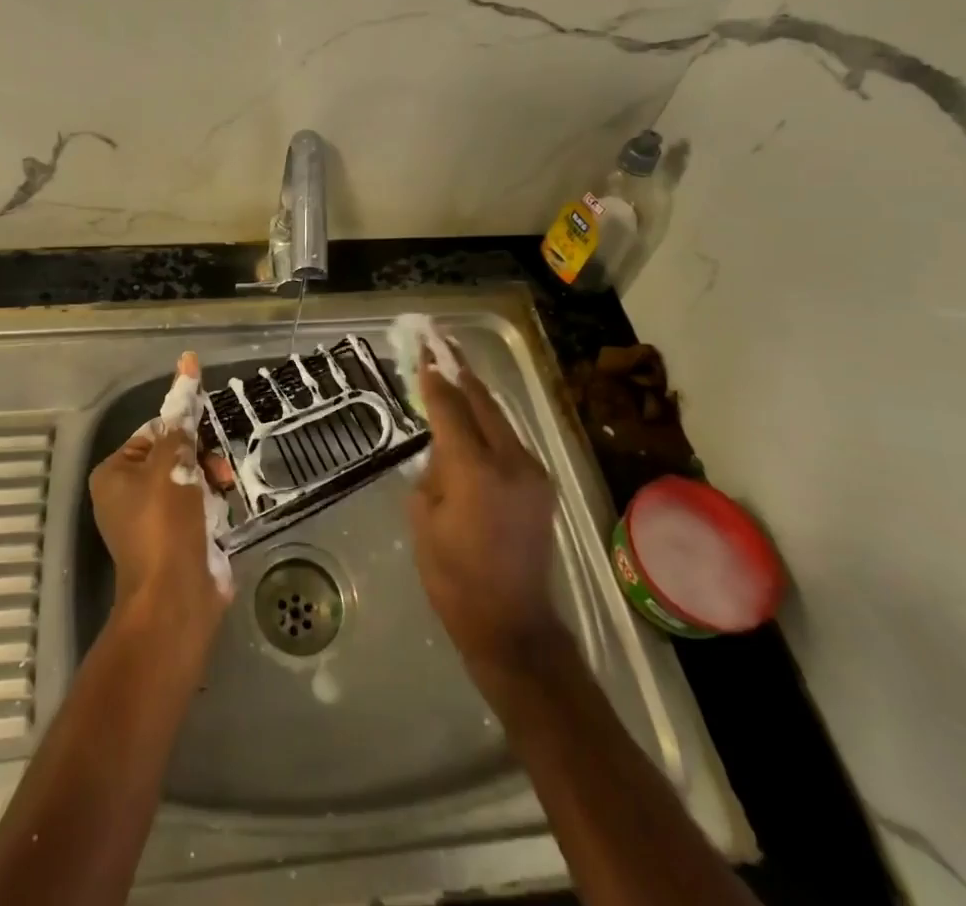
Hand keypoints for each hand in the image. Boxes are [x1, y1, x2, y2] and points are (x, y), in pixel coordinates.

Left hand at [90, 353, 232, 652]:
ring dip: (212, 483)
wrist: (176, 598)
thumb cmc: (165, 523)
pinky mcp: (177, 540)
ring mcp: (153, 520)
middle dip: (202, 459)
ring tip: (224, 494)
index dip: (183, 429)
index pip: (154, 431)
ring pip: (193, 480)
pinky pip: (200, 507)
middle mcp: (128, 493)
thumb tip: (187, 359)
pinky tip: (223, 515)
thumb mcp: (173, 463)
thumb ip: (182, 417)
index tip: (206, 434)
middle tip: (217, 472)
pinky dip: (214, 507)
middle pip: (175, 455)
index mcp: (115, 472)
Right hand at [409, 343, 563, 679]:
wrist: (513, 625)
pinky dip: (489, 423)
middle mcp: (511, 462)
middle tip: (440, 341)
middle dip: (459, 371)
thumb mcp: (424, 521)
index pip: (450, 410)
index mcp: (475, 472)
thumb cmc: (454, 578)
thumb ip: (433, 473)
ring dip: (476, 395)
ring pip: (500, 418)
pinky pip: (510, 440)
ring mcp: (533, 472)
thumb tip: (443, 450)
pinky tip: (475, 415)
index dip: (434, 379)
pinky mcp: (542, 485)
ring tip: (455, 368)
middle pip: (482, 403)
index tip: (423, 350)